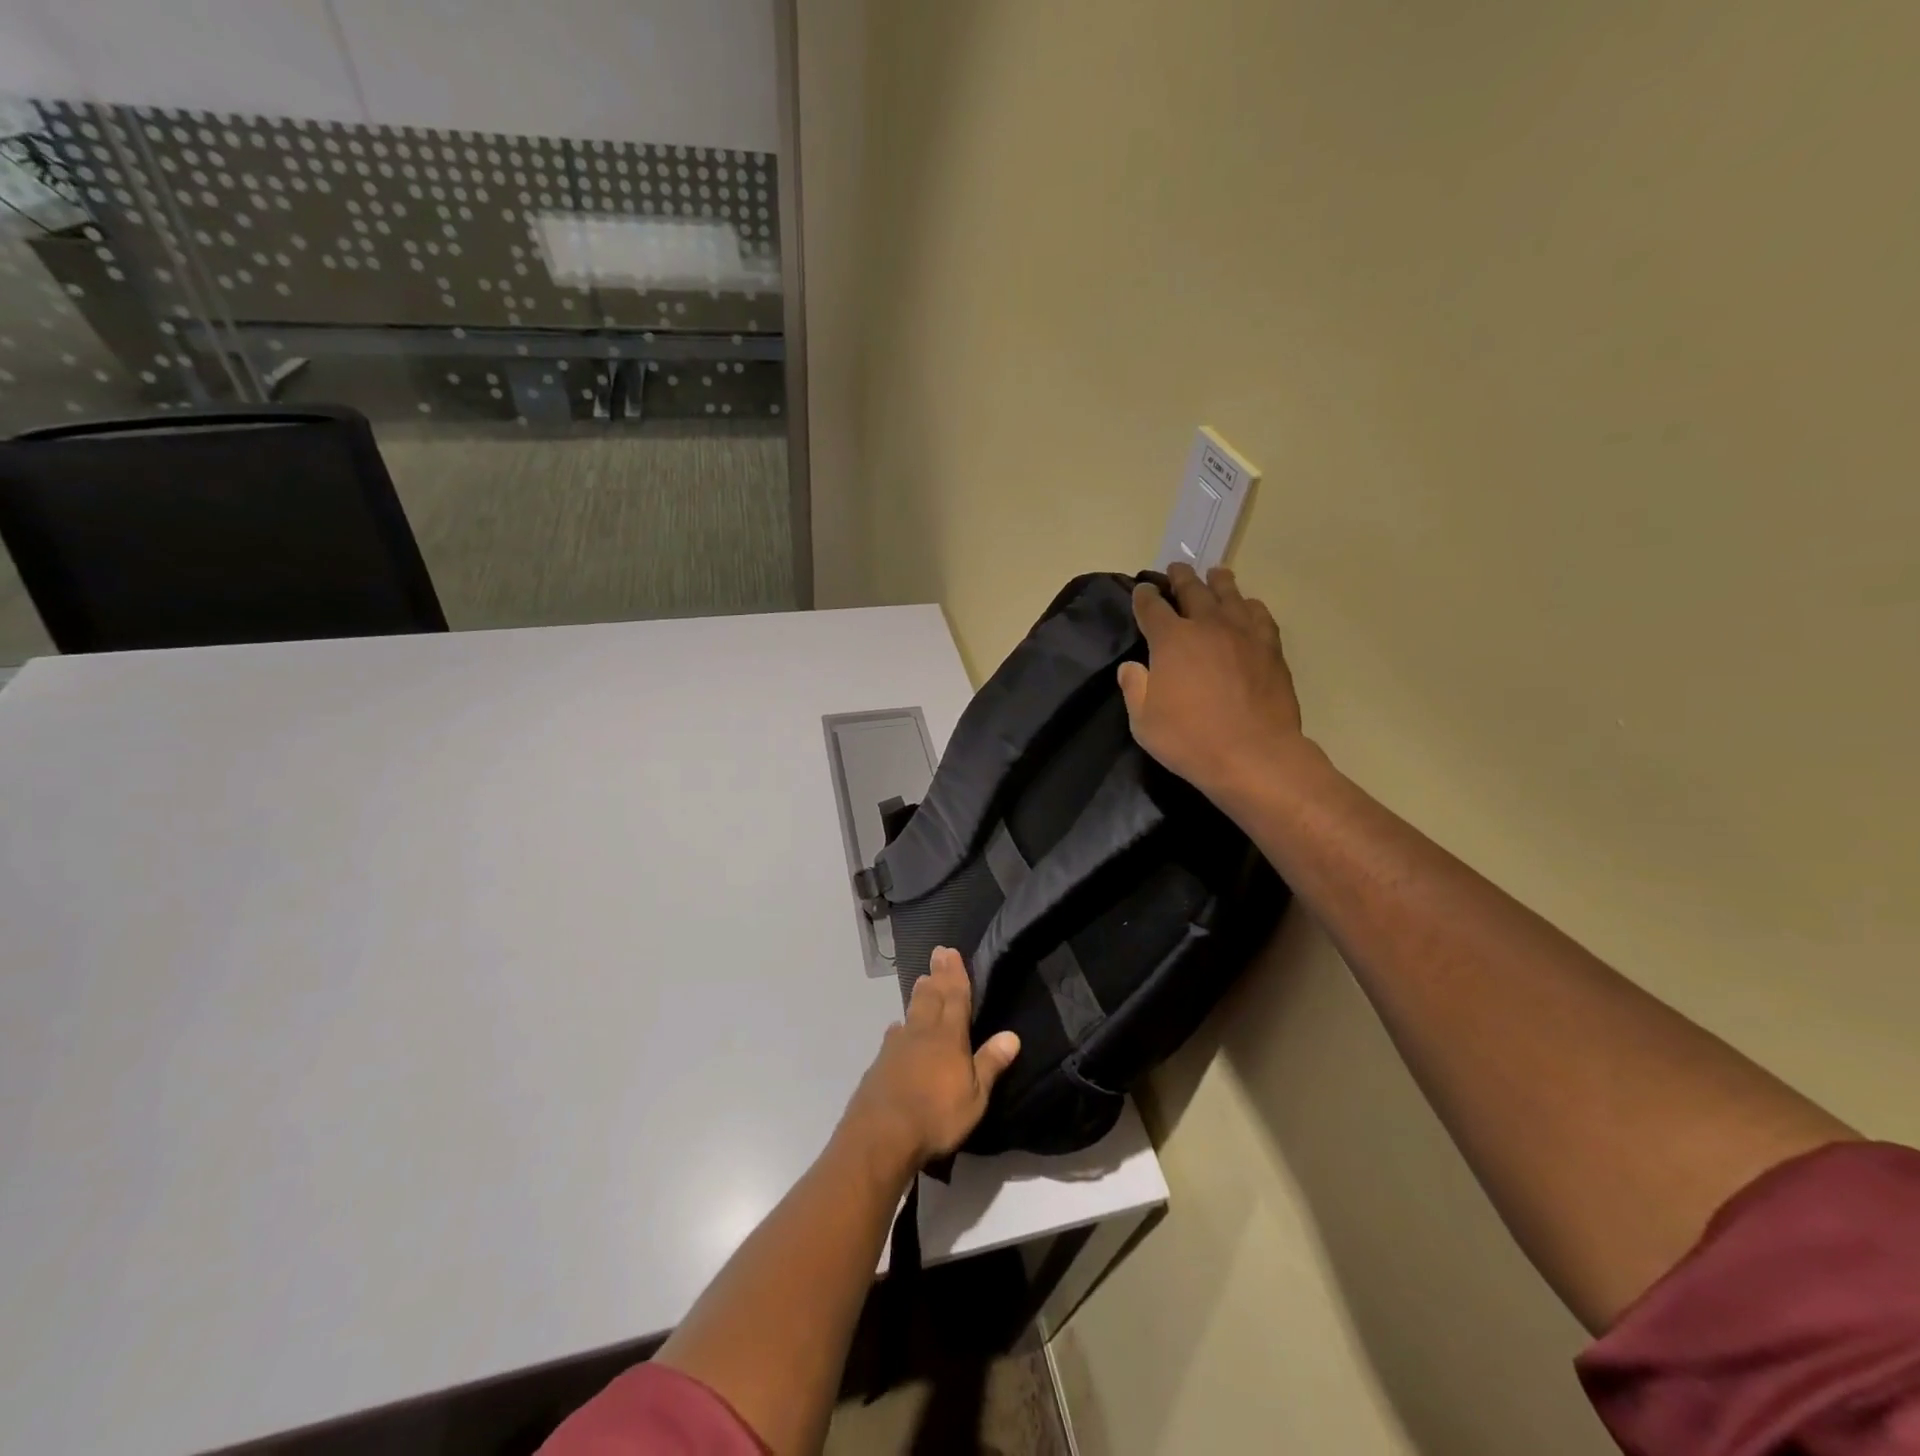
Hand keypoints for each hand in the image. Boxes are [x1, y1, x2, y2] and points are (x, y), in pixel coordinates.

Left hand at [840, 948, 1020, 1178]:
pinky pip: (895, 1035)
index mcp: (949, 1037)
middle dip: (936, 976)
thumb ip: (990, 1063)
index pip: (955, 998)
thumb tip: (1012, 1035)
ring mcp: (897, 1046)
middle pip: (931, 997)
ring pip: (911, 1012)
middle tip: (937, 954)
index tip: (951, 952)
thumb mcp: (974, 1097)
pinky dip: (901, 1026)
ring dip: (918, 995)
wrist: (881, 1134)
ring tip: (921, 981)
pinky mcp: (880, 1063)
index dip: (955, 975)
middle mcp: (922, 1033)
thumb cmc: (936, 1116)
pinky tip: (898, 1028)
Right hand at [1118, 563, 1309, 800]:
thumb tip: (1132, 667)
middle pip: (1193, 591)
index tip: (1142, 589)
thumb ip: (1135, 688)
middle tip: (1176, 568)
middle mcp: (1207, 626)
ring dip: (1219, 582)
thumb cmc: (1189, 739)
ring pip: (1230, 596)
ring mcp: (1243, 635)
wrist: (1253, 754)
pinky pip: (1260, 616)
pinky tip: (1249, 606)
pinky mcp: (1270, 650)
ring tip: (1216, 573)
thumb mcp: (1143, 721)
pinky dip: (1251, 606)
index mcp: (1171, 640)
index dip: (1144, 596)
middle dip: (1181, 578)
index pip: (1152, 608)